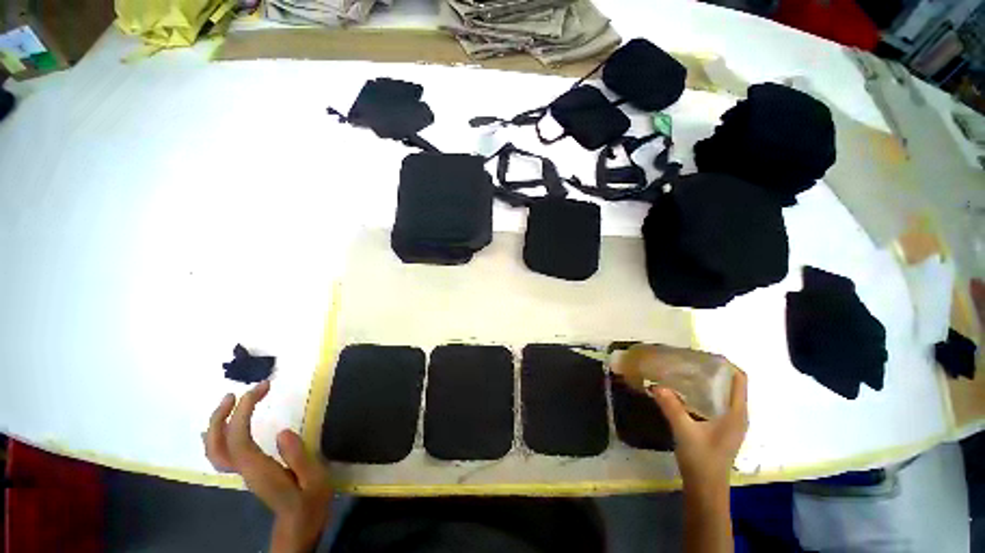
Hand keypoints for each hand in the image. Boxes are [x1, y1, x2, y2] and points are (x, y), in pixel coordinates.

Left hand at [204, 381, 333, 552]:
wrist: (299, 527)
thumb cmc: (310, 503)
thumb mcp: (314, 480)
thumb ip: (299, 457)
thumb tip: (284, 431)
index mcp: (259, 470)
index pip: (238, 439)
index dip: (243, 412)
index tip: (261, 389)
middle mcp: (244, 471)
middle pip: (216, 445)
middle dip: (221, 416)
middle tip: (237, 393)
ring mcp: (243, 473)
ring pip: (214, 450)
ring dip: (218, 424)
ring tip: (232, 401)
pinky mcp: (248, 473)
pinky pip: (222, 453)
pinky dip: (219, 435)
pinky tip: (225, 426)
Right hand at [651, 369, 747, 492]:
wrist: (705, 489)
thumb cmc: (702, 460)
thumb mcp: (685, 431)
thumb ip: (671, 406)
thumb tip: (655, 384)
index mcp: (736, 414)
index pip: (740, 380)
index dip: (726, 365)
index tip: (703, 355)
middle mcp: (737, 415)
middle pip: (730, 385)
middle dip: (712, 371)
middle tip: (687, 361)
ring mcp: (730, 423)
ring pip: (722, 394)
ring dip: (706, 382)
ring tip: (684, 372)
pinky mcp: (721, 429)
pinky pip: (715, 403)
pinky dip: (703, 393)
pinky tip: (684, 392)